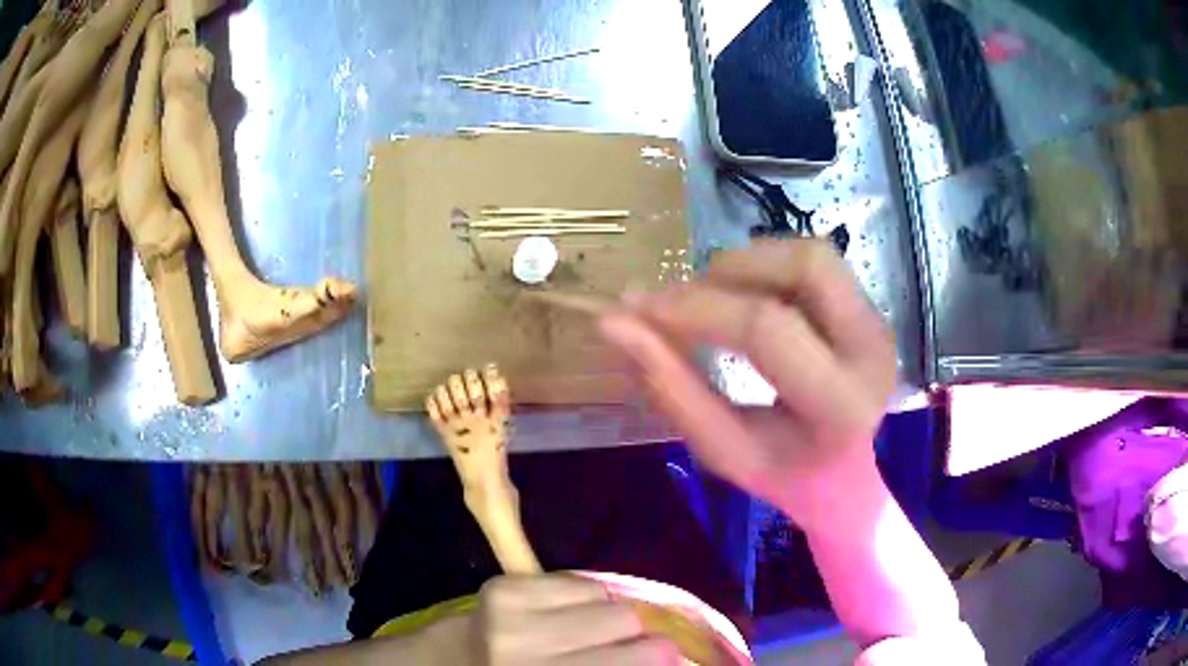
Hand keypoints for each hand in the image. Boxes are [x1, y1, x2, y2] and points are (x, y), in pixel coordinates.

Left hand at [470, 574, 679, 664]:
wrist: (462, 662)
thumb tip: (672, 653)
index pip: (635, 659)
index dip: (664, 656)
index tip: (669, 657)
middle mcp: (529, 651)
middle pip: (625, 621)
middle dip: (635, 633)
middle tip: (625, 644)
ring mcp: (510, 615)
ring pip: (604, 596)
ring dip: (606, 613)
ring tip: (587, 629)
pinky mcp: (502, 587)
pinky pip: (575, 580)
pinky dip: (581, 597)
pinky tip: (564, 613)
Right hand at [599, 239, 896, 529]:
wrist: (842, 476)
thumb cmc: (780, 473)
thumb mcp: (721, 449)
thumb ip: (671, 387)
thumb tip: (612, 323)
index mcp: (840, 405)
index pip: (768, 329)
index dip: (698, 308)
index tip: (640, 308)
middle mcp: (873, 351)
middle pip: (806, 266)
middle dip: (731, 270)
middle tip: (685, 300)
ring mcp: (878, 323)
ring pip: (811, 255)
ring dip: (749, 264)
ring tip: (713, 300)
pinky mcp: (869, 308)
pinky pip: (814, 263)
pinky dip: (767, 269)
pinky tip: (746, 300)